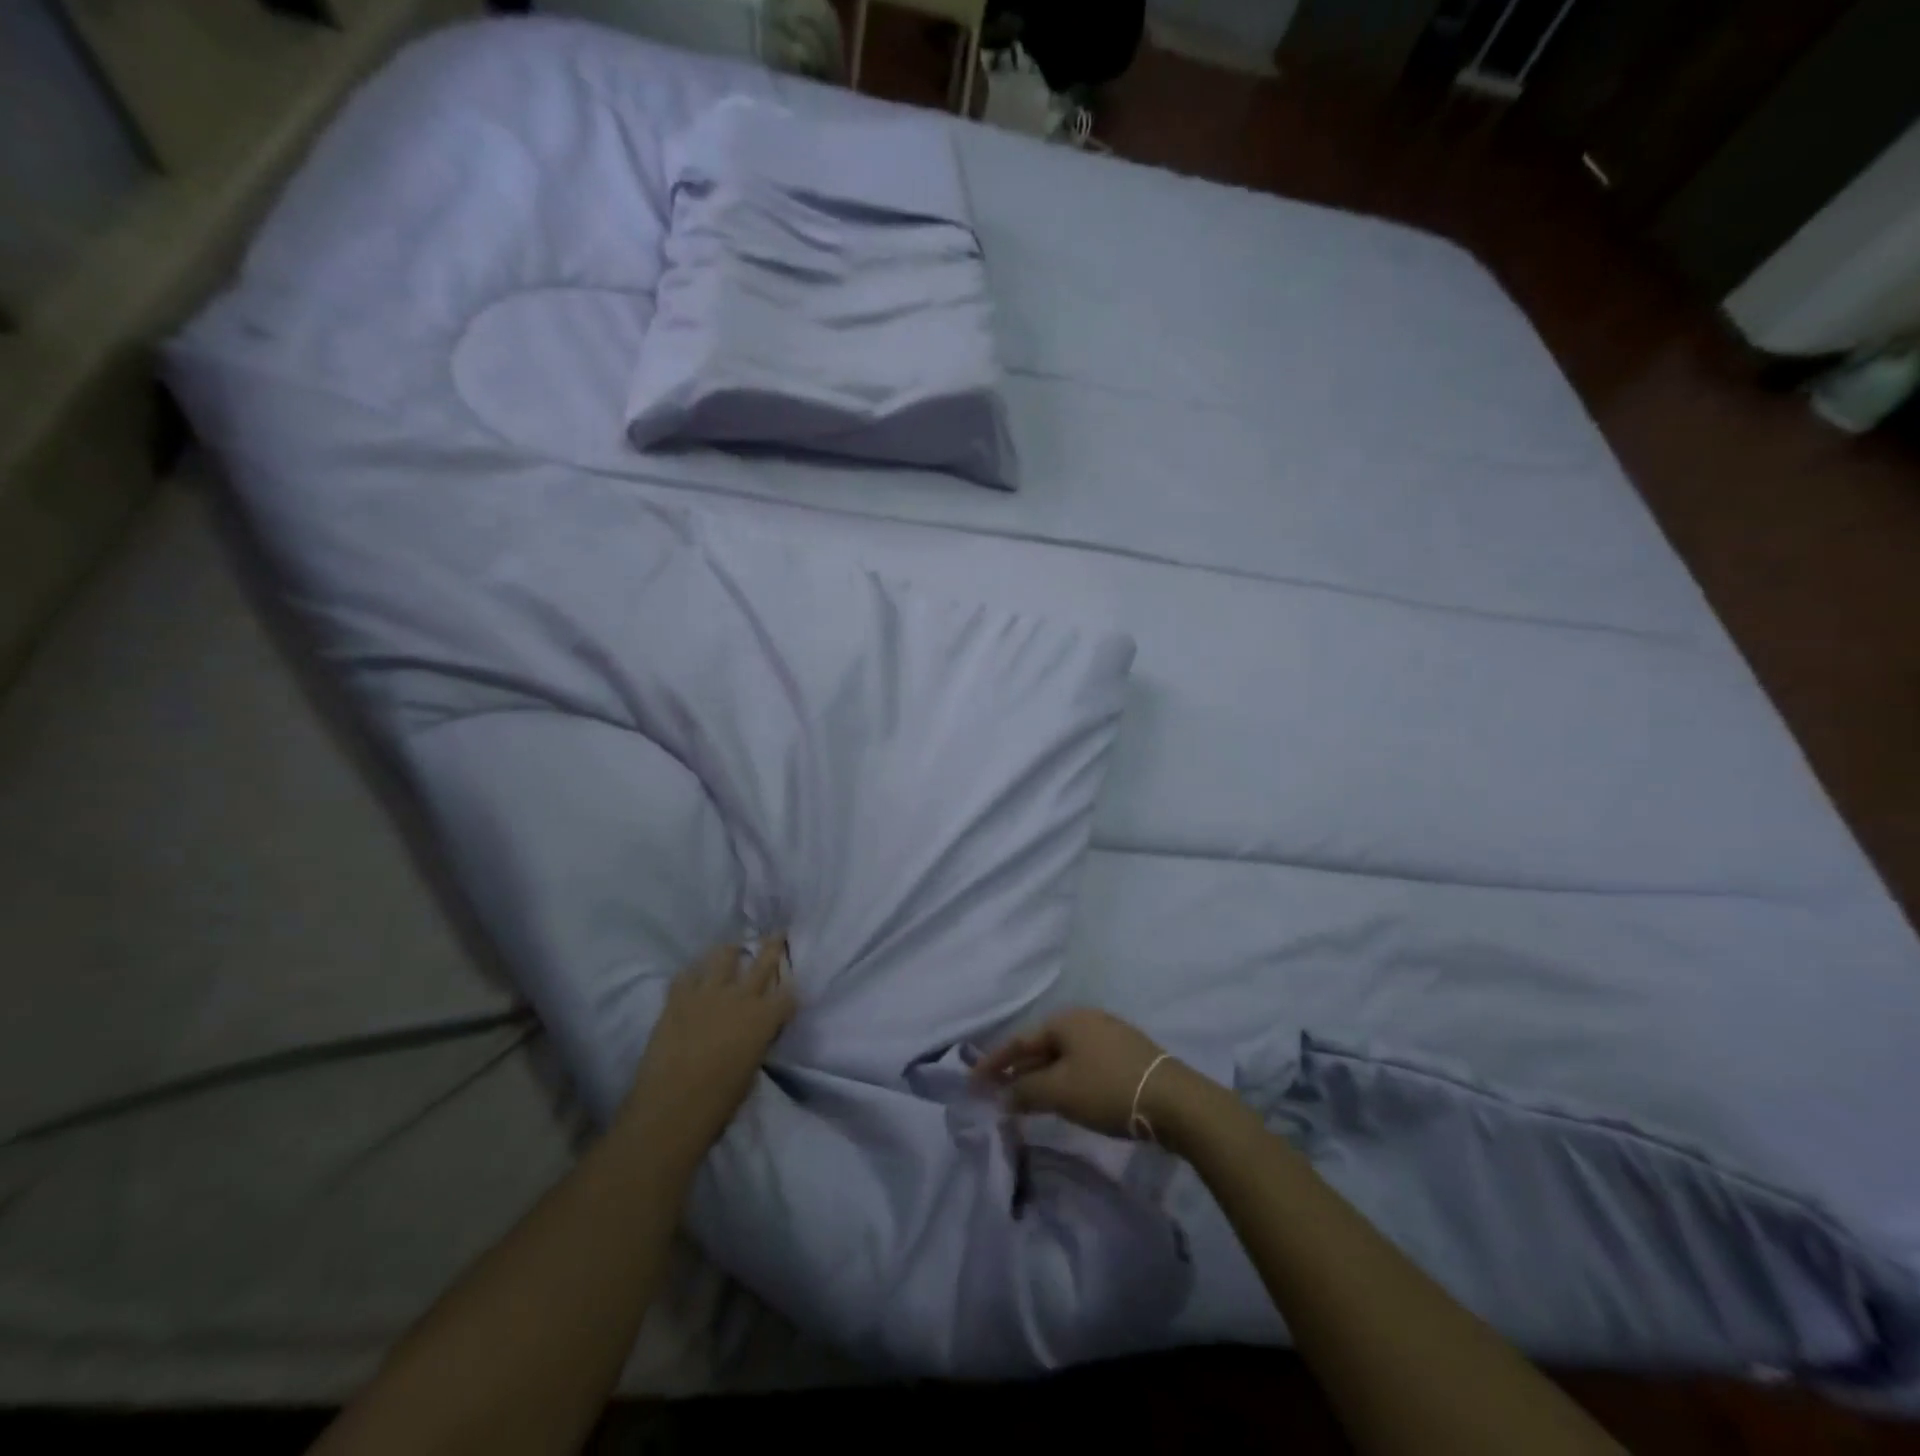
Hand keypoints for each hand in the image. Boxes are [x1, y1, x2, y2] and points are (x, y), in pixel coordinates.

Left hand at [619, 936, 794, 1159]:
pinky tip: (694, 973)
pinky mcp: (678, 998)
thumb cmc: (719, 1101)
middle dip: (773, 946)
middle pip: (762, 962)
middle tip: (777, 933)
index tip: (790, 990)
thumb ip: (755, 1043)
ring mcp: (707, 993)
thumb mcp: (751, 1070)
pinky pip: (686, 974)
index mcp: (764, 1018)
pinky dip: (693, 972)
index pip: (788, 995)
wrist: (671, 1106)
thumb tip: (752, 1035)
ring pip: (723, 957)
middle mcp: (740, 997)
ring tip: (731, 948)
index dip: (790, 993)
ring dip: (730, 951)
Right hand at [973, 1007, 1196, 1140]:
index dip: (994, 1062)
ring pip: (1064, 1056)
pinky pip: (1083, 1064)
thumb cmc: (1108, 1089)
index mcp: (1066, 1020)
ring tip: (1024, 1099)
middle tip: (995, 1092)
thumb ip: (1026, 1092)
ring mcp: (1109, 1035)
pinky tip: (1063, 1097)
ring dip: (1042, 1077)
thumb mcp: (1060, 1092)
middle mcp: (1086, 1020)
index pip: (1020, 1040)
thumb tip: (1003, 1094)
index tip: (973, 1081)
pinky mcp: (1126, 1056)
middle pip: (1042, 1046)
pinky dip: (1065, 1080)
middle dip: (1018, 1070)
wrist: (1175, 1101)